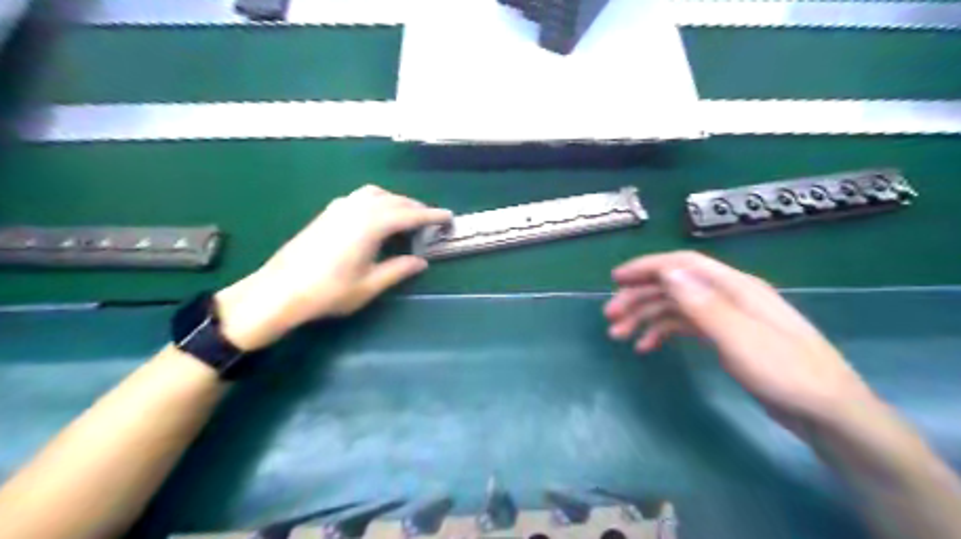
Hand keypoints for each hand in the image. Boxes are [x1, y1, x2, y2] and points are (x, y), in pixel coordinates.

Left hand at [213, 186, 451, 351]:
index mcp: (371, 224)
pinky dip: (377, 202)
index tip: (449, 217)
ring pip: (376, 194)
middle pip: (394, 200)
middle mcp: (357, 208)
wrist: (279, 290)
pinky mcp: (328, 213)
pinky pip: (360, 198)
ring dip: (395, 202)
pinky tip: (377, 218)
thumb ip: (398, 269)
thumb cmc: (328, 291)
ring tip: (406, 218)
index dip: (432, 216)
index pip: (410, 215)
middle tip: (431, 221)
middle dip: (415, 208)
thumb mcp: (369, 285)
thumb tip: (421, 262)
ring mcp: (339, 207)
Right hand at [606, 250, 876, 427]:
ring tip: (620, 336)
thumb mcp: (740, 338)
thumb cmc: (786, 372)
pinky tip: (646, 347)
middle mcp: (727, 295)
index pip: (682, 265)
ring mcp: (726, 317)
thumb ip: (703, 303)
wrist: (827, 413)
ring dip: (645, 317)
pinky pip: (685, 326)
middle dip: (638, 297)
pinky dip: (662, 332)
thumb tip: (668, 271)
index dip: (647, 267)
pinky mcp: (726, 337)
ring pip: (676, 307)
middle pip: (674, 286)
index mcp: (734, 287)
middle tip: (610, 317)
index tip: (616, 279)